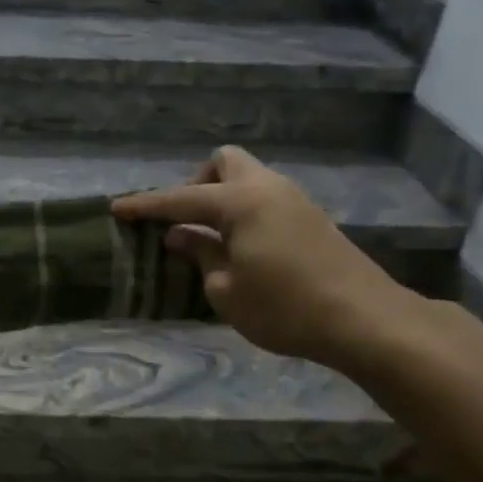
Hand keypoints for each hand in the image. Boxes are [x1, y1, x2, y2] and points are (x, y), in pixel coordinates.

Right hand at [112, 146, 420, 368]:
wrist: (365, 320)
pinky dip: (244, 211)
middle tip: (186, 220)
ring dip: (222, 197)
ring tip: (210, 238)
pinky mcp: (311, 218)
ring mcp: (294, 200)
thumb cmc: (284, 308)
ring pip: (248, 178)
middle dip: (197, 182)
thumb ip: (200, 255)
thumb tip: (181, 236)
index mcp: (240, 202)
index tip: (117, 208)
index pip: (180, 199)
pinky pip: (265, 197)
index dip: (146, 205)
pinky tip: (241, 246)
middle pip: (224, 161)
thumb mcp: (226, 290)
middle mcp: (267, 188)